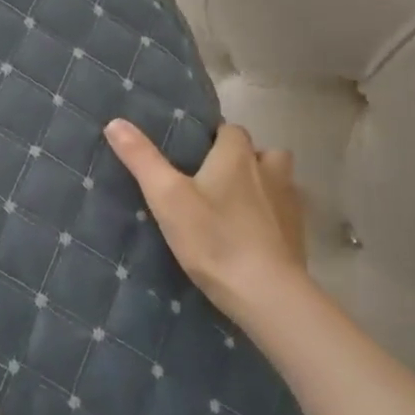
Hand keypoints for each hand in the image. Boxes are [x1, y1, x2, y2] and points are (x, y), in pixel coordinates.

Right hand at [104, 119, 309, 322]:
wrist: (266, 292)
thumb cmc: (213, 238)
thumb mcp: (166, 197)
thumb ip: (142, 159)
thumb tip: (115, 122)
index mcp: (237, 156)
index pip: (229, 130)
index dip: (212, 139)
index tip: (191, 155)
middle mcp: (269, 170)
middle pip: (259, 152)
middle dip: (240, 160)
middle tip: (210, 182)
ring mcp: (289, 203)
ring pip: (278, 180)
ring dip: (261, 185)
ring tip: (233, 206)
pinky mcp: (298, 234)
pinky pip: (284, 213)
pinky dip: (271, 217)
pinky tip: (251, 236)